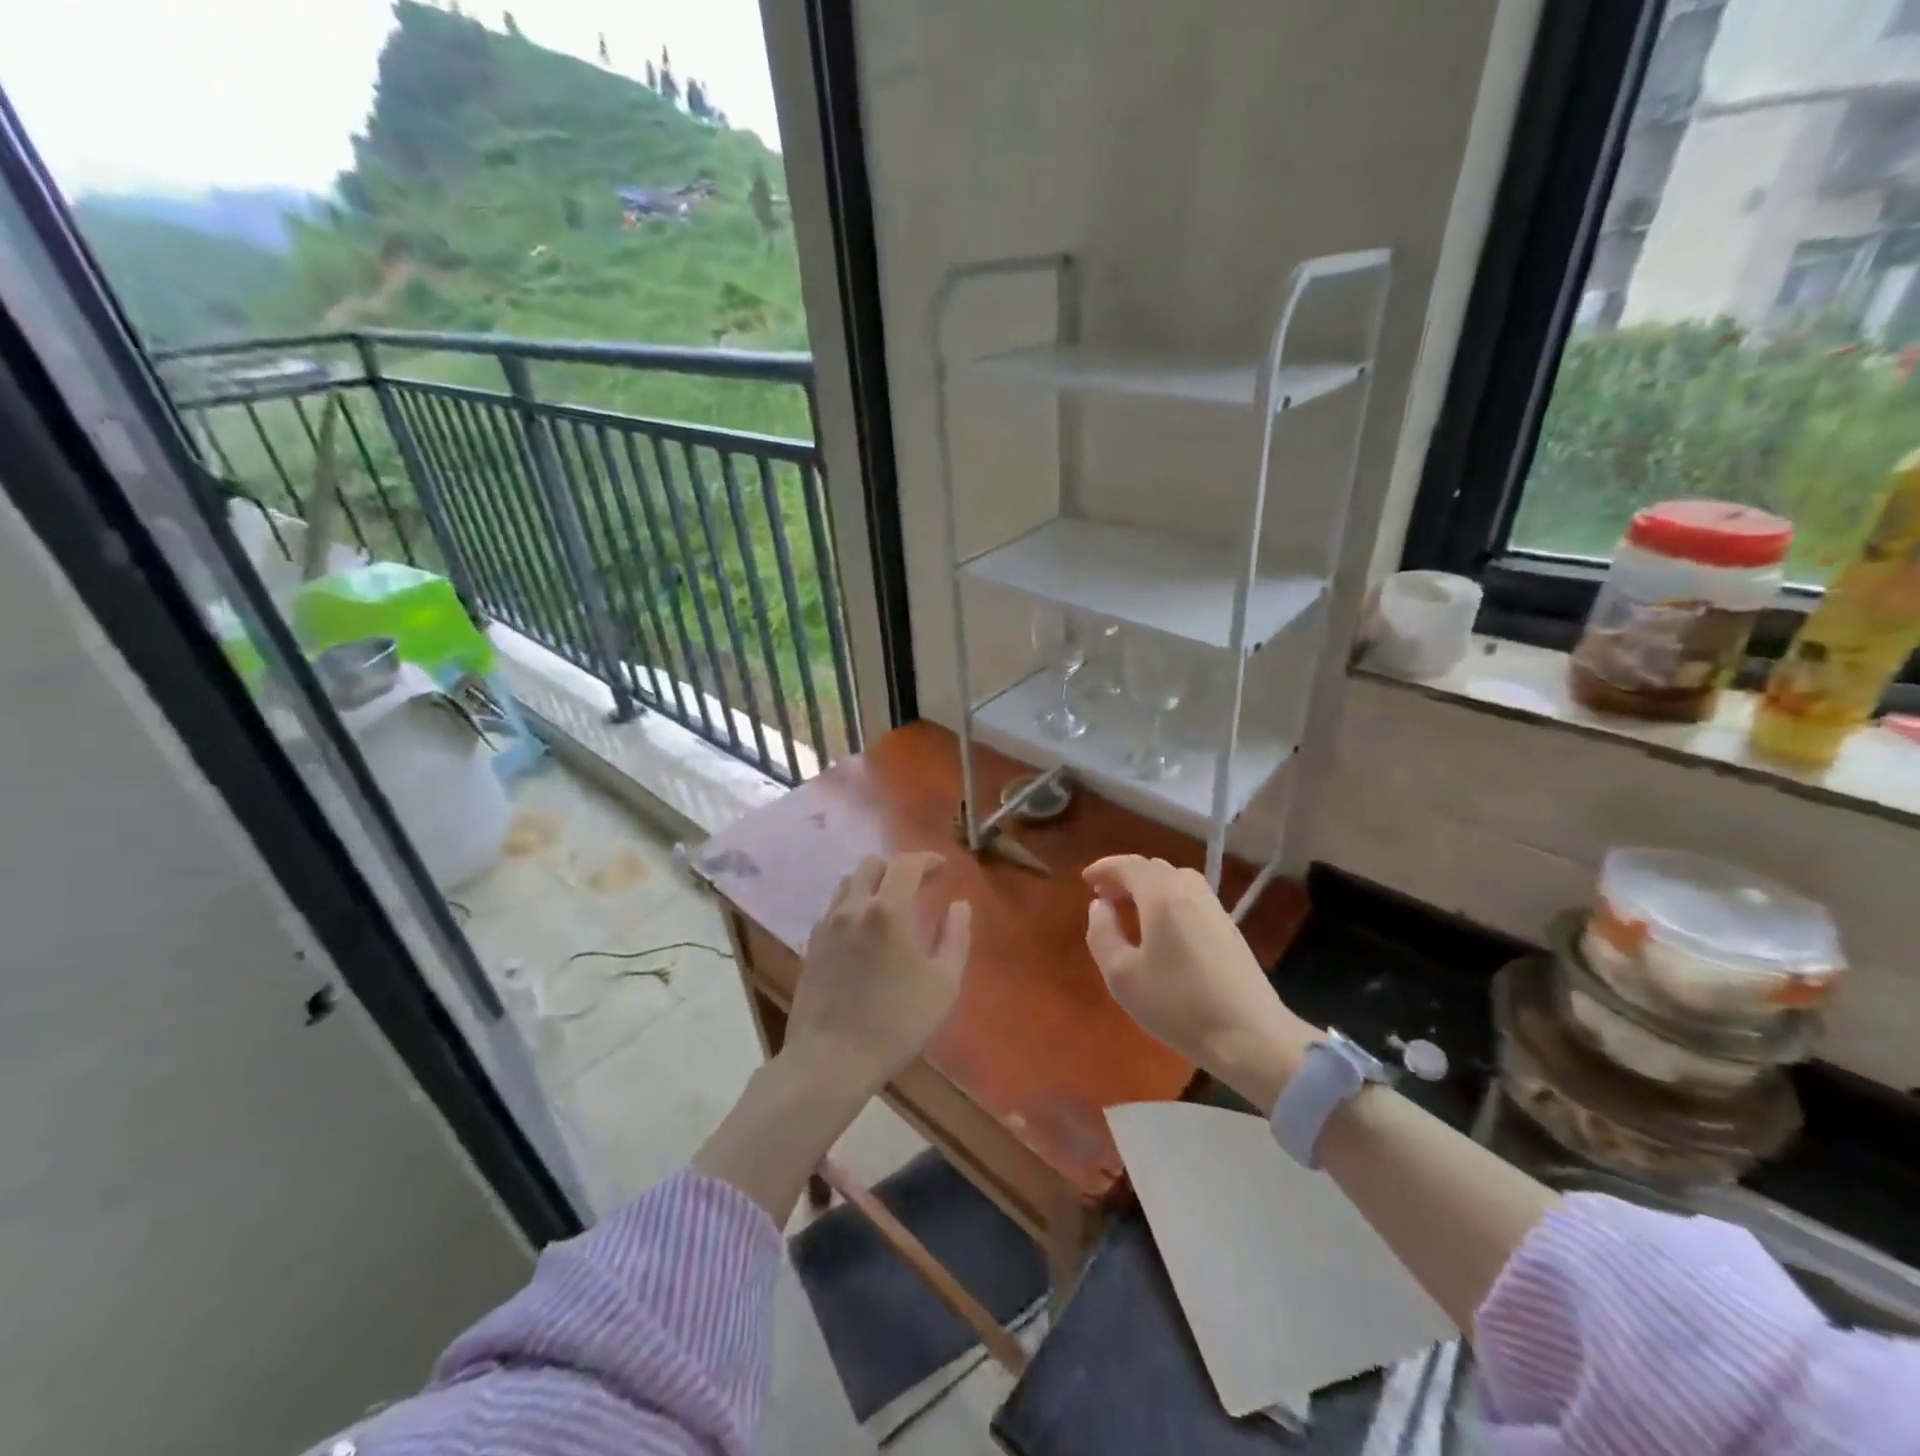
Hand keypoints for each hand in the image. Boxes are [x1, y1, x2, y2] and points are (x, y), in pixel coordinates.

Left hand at [787, 852, 971, 1092]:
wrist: (831, 1059)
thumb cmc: (896, 1023)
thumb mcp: (944, 984)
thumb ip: (956, 937)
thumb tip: (959, 905)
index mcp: (888, 910)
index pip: (906, 864)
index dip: (927, 860)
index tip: (943, 869)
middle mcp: (853, 906)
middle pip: (872, 865)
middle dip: (898, 867)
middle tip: (919, 886)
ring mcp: (827, 925)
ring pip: (849, 883)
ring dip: (873, 883)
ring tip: (891, 905)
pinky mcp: (812, 945)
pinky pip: (834, 908)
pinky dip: (854, 905)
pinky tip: (865, 931)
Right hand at [1084, 855, 1317, 1112]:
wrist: (1251, 1036)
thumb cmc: (1178, 1005)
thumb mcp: (1122, 975)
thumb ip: (1102, 933)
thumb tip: (1100, 906)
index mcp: (1162, 896)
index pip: (1129, 865)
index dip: (1104, 868)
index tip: (1086, 880)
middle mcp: (1190, 891)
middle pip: (1153, 868)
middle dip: (1125, 877)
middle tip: (1104, 898)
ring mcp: (1214, 908)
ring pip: (1174, 880)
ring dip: (1148, 888)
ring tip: (1131, 912)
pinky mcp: (1228, 927)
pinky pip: (1189, 897)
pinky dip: (1167, 900)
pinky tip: (1161, 930)